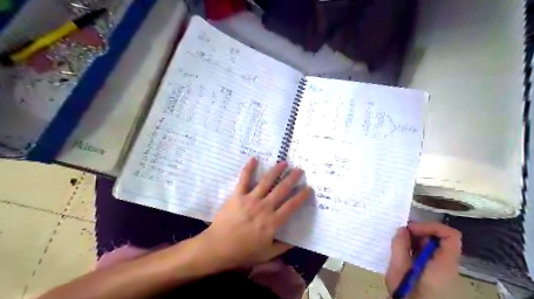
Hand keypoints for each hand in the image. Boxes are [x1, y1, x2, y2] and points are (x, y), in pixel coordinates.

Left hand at [196, 159, 313, 270]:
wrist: (218, 247)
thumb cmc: (243, 251)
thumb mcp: (267, 254)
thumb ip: (282, 247)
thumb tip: (295, 241)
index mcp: (273, 222)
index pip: (292, 205)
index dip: (302, 196)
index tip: (309, 188)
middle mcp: (264, 207)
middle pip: (282, 189)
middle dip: (292, 178)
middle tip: (300, 170)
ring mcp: (250, 199)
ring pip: (266, 181)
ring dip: (276, 170)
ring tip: (284, 162)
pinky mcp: (238, 195)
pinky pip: (244, 179)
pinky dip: (249, 168)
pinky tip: (254, 159)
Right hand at [384, 223, 463, 296]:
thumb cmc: (408, 294)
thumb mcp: (399, 270)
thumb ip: (400, 247)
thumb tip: (402, 229)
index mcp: (444, 264)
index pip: (451, 235)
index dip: (431, 226)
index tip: (411, 229)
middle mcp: (448, 265)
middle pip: (439, 239)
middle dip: (419, 232)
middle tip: (399, 233)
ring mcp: (443, 270)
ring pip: (432, 246)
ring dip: (415, 240)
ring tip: (398, 243)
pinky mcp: (436, 274)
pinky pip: (428, 254)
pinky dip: (415, 249)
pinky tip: (402, 253)